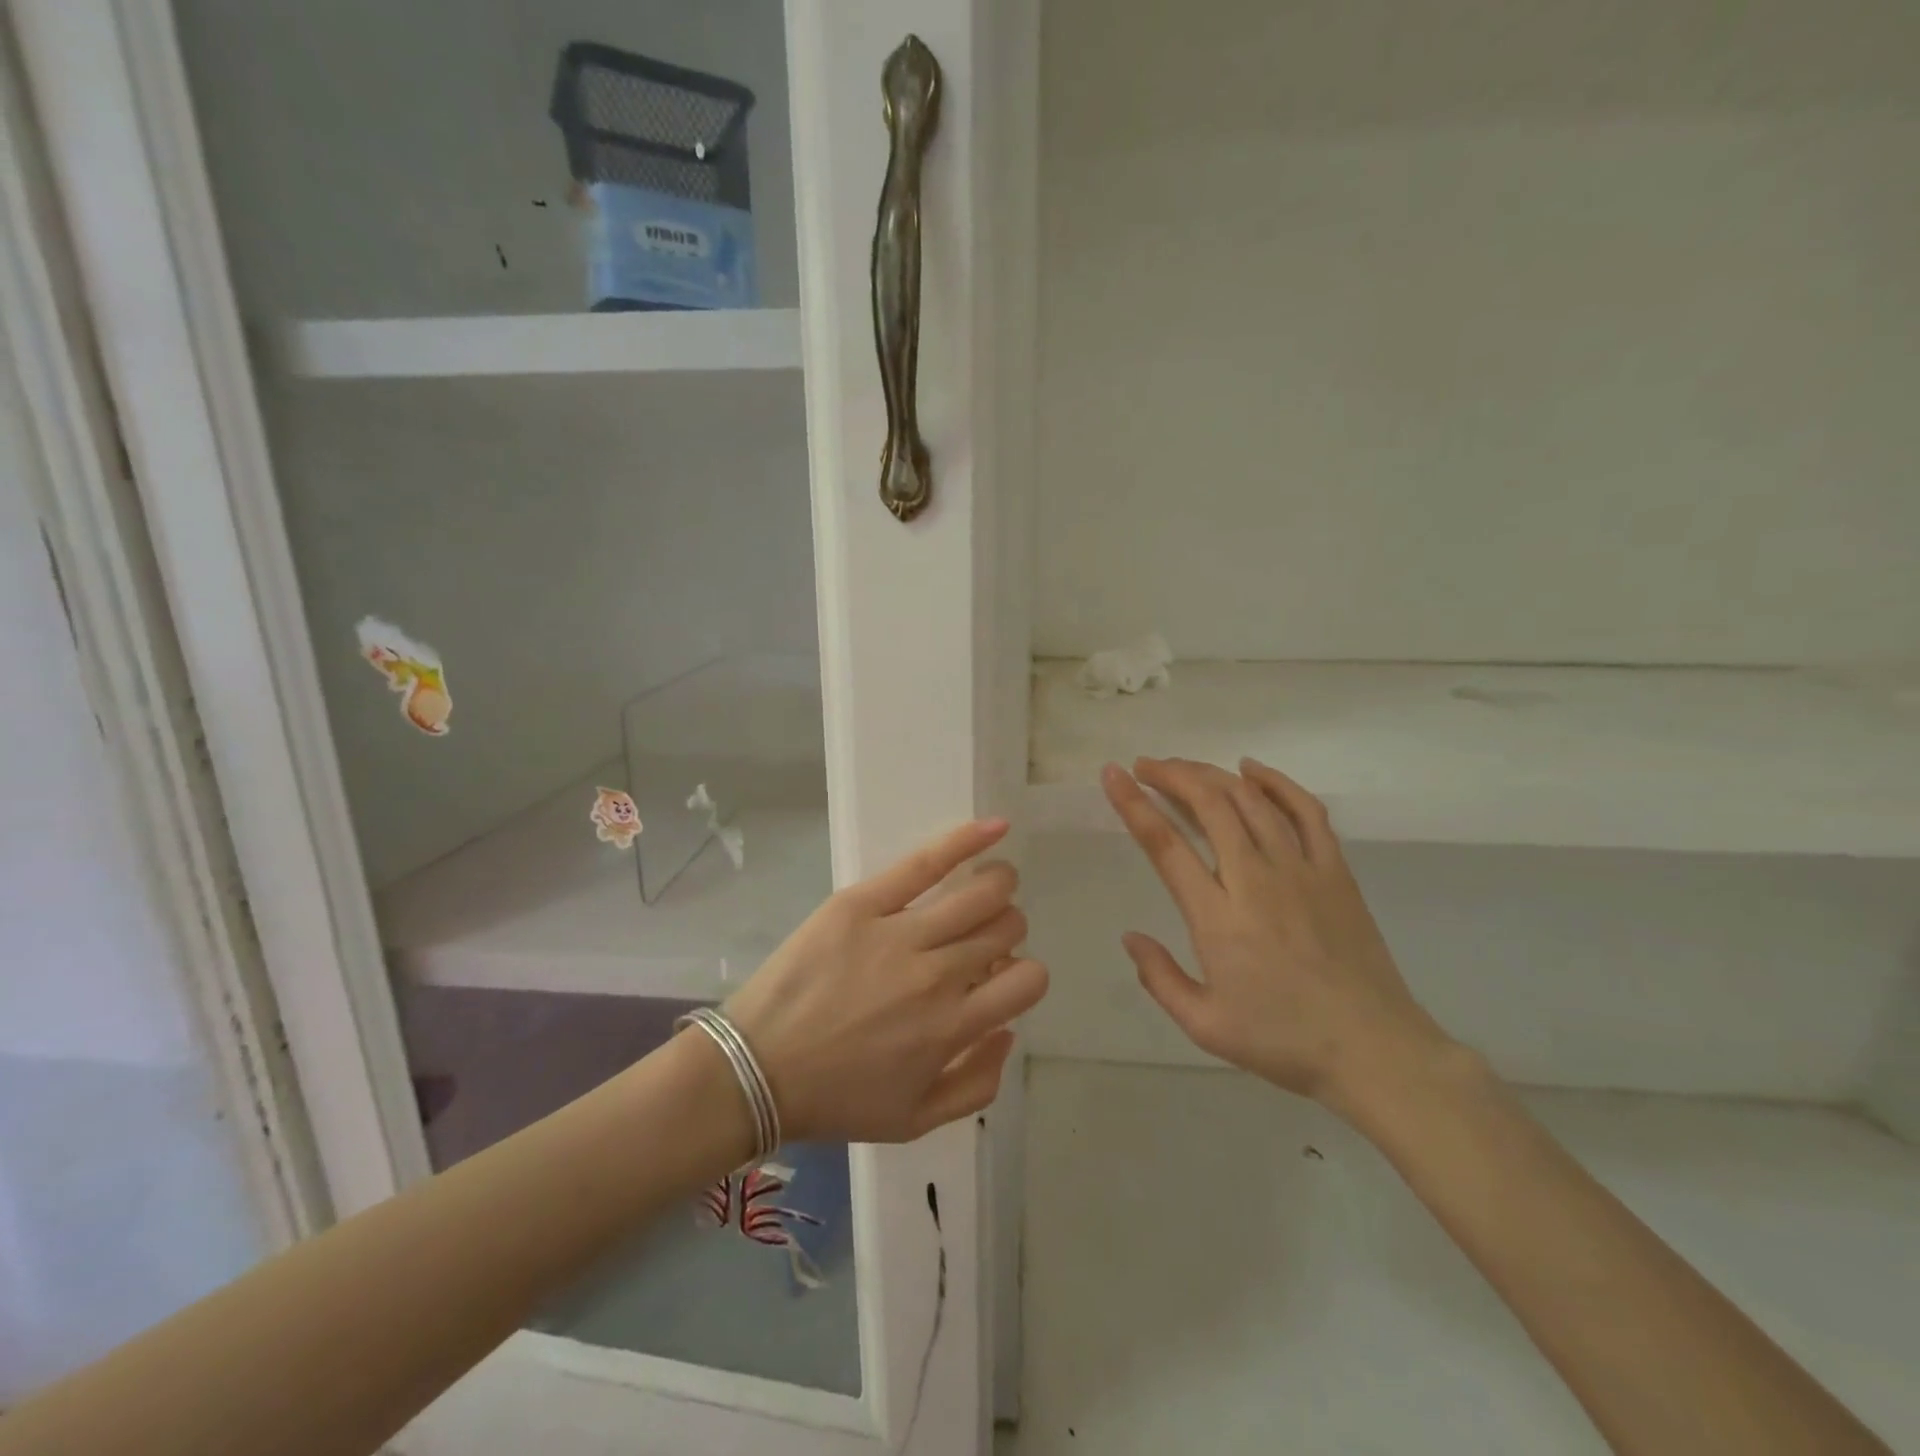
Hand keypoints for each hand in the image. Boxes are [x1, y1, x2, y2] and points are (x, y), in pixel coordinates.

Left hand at [724, 820, 1047, 1142]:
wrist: (756, 1070)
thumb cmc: (836, 1099)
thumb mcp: (915, 1120)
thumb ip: (977, 1084)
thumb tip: (1008, 1031)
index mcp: (953, 1028)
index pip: (1027, 981)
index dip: (1024, 975)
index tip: (998, 977)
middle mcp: (938, 976)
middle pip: (1005, 928)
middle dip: (1007, 929)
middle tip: (981, 934)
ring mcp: (899, 934)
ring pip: (980, 893)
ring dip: (998, 885)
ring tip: (990, 883)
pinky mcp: (862, 904)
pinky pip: (924, 863)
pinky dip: (966, 841)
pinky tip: (994, 828)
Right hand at [1103, 757, 1448, 1113]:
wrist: (1374, 1050)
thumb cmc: (1283, 1041)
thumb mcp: (1205, 1025)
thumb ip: (1160, 978)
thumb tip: (1130, 936)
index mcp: (1217, 918)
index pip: (1166, 845)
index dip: (1134, 804)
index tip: (1112, 775)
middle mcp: (1255, 880)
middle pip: (1209, 805)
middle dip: (1171, 775)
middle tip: (1145, 766)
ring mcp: (1300, 869)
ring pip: (1250, 800)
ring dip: (1211, 775)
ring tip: (1183, 768)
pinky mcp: (1335, 871)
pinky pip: (1306, 811)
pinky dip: (1276, 782)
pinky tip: (1252, 770)